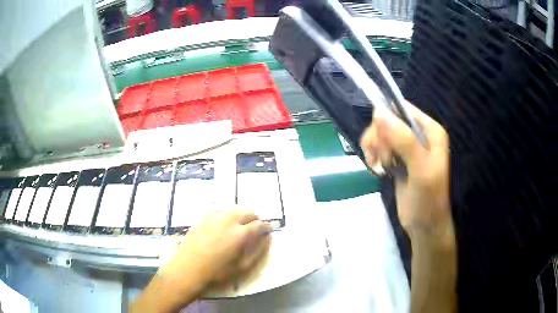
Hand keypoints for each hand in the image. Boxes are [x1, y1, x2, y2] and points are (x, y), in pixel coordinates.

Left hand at [161, 210, 272, 294]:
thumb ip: (258, 251)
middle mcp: (229, 220)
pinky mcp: (203, 218)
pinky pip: (220, 211)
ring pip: (233, 209)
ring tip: (240, 227)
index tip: (268, 231)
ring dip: (240, 215)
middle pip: (247, 211)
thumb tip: (268, 239)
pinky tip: (224, 226)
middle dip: (254, 218)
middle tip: (255, 228)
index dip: (266, 227)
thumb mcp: (242, 267)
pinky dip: (227, 216)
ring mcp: (214, 217)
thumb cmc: (217, 272)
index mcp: (240, 233)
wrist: (188, 269)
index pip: (259, 224)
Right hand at [360, 103, 452, 240]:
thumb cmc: (428, 198)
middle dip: (379, 138)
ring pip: (380, 134)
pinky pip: (379, 148)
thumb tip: (378, 111)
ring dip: (374, 148)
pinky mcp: (398, 159)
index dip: (386, 120)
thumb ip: (404, 139)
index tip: (382, 142)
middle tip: (382, 159)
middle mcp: (418, 134)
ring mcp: (407, 147)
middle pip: (387, 121)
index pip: (401, 109)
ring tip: (378, 166)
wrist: (424, 226)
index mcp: (430, 130)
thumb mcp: (420, 169)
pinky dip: (374, 156)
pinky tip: (376, 169)